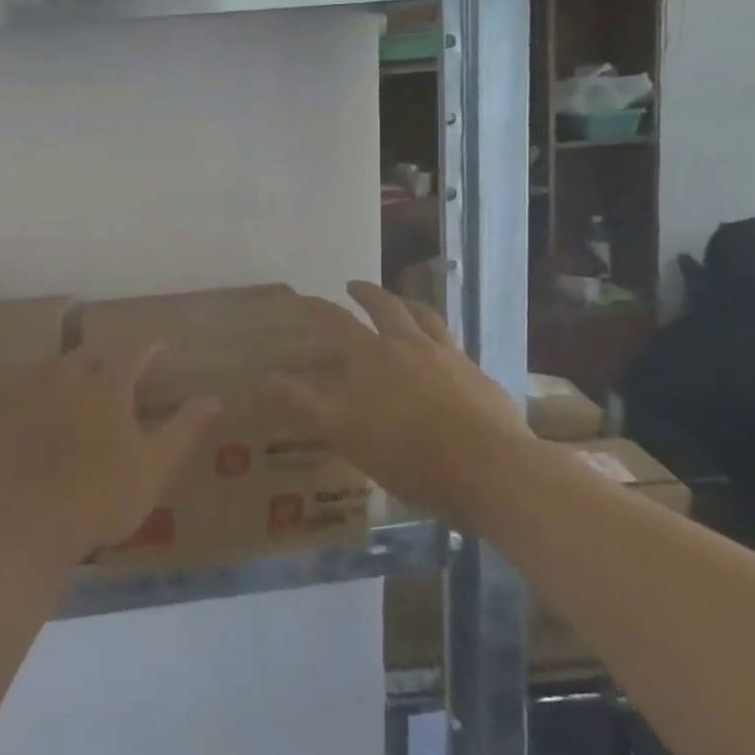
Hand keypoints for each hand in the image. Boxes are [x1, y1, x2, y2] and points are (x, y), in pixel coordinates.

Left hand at [0, 345, 218, 562]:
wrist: (27, 523)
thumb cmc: (102, 494)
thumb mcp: (155, 466)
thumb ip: (184, 429)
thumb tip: (213, 398)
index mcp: (106, 387)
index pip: (132, 357)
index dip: (148, 352)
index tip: (160, 347)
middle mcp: (66, 381)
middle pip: (86, 358)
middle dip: (104, 361)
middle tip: (116, 371)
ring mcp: (30, 399)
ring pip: (51, 372)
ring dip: (68, 373)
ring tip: (77, 385)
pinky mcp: (3, 423)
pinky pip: (22, 398)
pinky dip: (37, 399)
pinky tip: (38, 416)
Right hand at [264, 281, 524, 510]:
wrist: (491, 468)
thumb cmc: (409, 452)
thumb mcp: (344, 433)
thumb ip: (302, 405)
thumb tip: (263, 380)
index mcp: (372, 356)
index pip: (337, 321)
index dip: (317, 308)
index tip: (303, 298)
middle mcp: (410, 345)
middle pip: (386, 306)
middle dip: (366, 293)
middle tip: (354, 286)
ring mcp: (450, 357)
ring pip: (426, 318)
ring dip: (408, 305)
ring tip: (402, 304)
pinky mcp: (479, 377)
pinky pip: (454, 346)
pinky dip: (440, 341)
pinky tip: (443, 355)